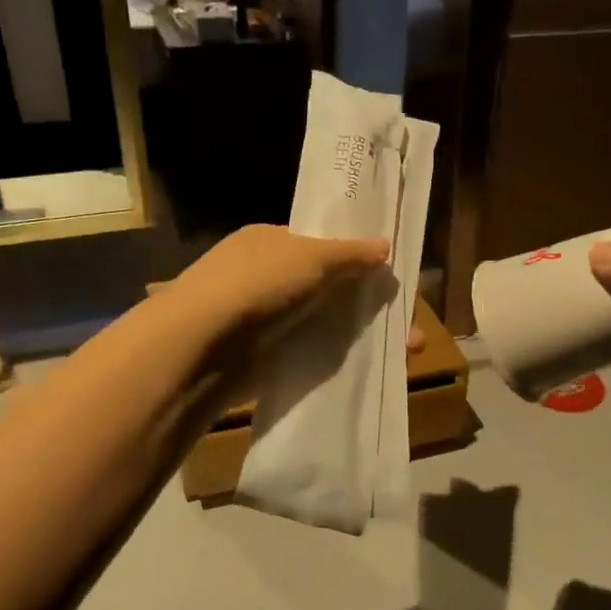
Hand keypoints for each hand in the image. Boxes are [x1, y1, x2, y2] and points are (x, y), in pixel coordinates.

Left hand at [168, 224, 390, 346]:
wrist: (200, 347)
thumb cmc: (257, 285)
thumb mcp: (310, 257)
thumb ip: (350, 253)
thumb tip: (385, 245)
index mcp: (269, 241)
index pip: (319, 245)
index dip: (356, 259)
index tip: (391, 277)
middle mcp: (265, 276)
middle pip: (327, 287)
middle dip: (368, 304)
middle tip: (410, 326)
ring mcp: (263, 318)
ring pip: (323, 323)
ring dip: (362, 335)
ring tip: (408, 351)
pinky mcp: (264, 357)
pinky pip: (310, 352)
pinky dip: (337, 358)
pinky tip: (371, 368)